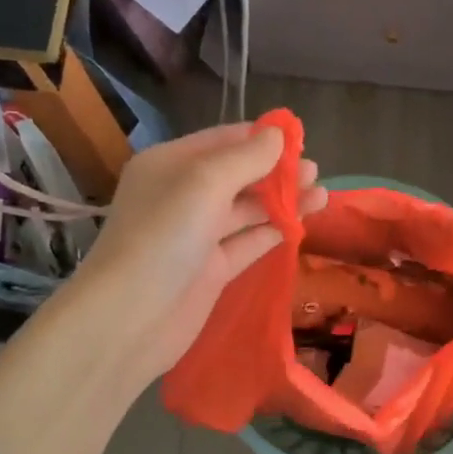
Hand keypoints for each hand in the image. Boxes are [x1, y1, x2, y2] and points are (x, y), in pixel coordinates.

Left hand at [69, 123, 326, 381]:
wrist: (131, 318)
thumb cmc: (164, 237)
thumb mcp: (204, 183)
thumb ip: (246, 158)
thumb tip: (278, 135)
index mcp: (170, 165)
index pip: (223, 140)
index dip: (261, 138)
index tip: (301, 140)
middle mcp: (182, 196)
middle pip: (238, 175)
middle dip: (276, 171)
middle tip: (315, 172)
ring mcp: (197, 235)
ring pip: (247, 211)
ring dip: (282, 202)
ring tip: (321, 196)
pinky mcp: (212, 271)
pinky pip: (248, 243)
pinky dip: (273, 234)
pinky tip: (302, 226)